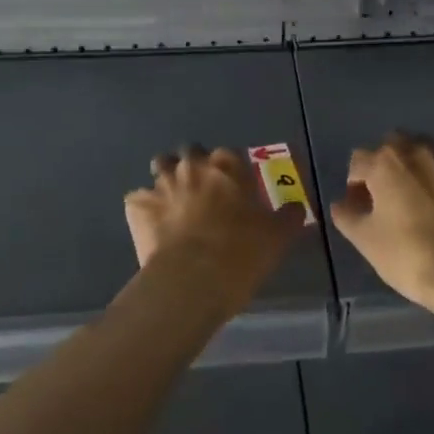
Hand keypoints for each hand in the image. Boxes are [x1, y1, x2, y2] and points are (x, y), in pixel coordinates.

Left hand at [124, 146, 307, 311]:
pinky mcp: (136, 206)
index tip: (233, 188)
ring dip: (166, 180)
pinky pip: (138, 199)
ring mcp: (160, 184)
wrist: (191, 282)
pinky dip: (144, 209)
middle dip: (193, 165)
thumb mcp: (277, 237)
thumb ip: (288, 217)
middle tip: (202, 191)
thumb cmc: (240, 254)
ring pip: (159, 167)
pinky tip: (153, 227)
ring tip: (174, 203)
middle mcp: (191, 166)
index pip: (228, 154)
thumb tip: (296, 207)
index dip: (230, 170)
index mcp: (226, 167)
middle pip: (189, 152)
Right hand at [331, 132, 433, 318]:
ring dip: (412, 165)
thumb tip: (341, 204)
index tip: (358, 207)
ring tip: (411, 196)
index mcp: (385, 163)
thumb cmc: (406, 254)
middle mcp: (416, 153)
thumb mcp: (365, 239)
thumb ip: (347, 216)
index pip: (358, 161)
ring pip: (422, 151)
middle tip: (384, 195)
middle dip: (383, 164)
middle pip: (392, 145)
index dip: (353, 184)